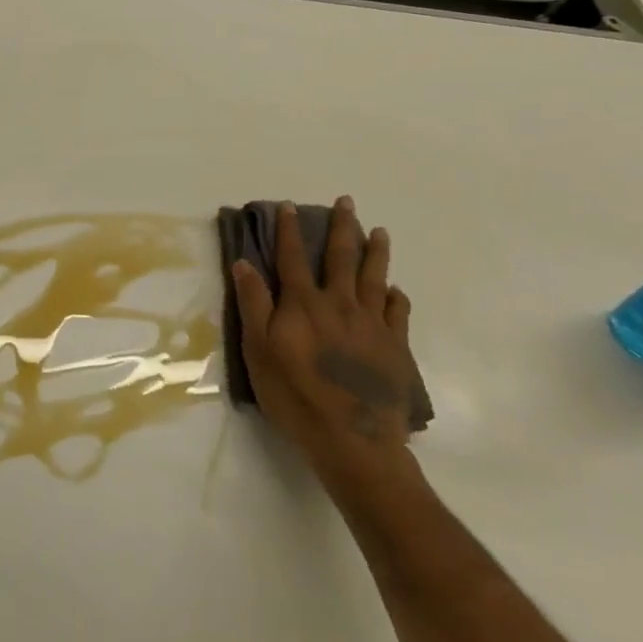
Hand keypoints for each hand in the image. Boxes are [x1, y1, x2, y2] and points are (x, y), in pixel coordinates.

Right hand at [232, 198, 423, 501]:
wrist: (353, 439)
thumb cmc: (295, 395)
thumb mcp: (259, 350)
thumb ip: (253, 304)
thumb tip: (244, 262)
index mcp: (303, 303)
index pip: (292, 257)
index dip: (289, 230)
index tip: (290, 206)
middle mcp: (339, 304)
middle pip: (341, 257)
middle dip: (341, 227)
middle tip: (346, 202)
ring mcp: (372, 324)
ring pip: (374, 277)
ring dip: (375, 252)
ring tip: (379, 232)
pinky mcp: (394, 347)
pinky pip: (398, 312)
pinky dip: (396, 297)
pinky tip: (395, 290)